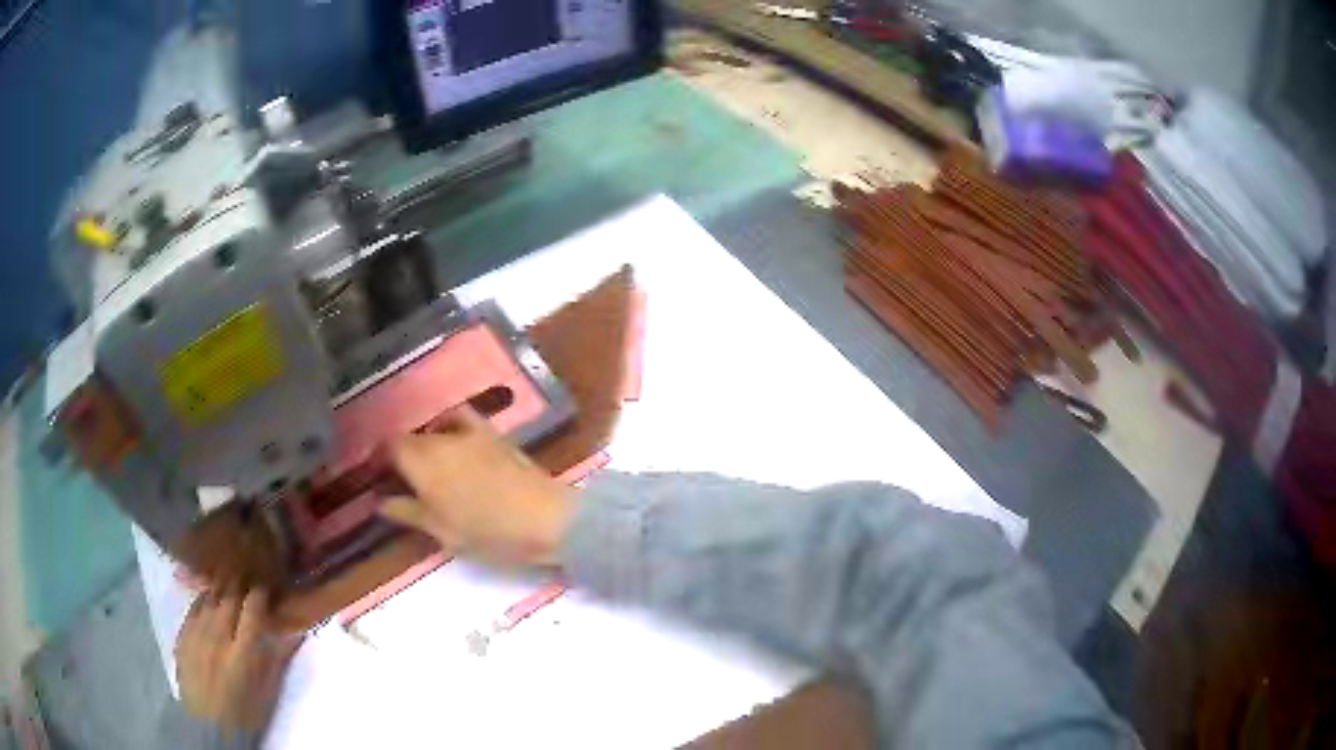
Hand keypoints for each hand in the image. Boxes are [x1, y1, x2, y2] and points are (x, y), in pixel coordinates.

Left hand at [175, 590, 300, 735]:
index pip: (253, 607)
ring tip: (230, 589)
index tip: (267, 589)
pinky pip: (194, 606)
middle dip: (241, 586)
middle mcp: (218, 636)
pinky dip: (205, 600)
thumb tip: (296, 631)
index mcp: (244, 653)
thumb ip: (279, 658)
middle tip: (249, 585)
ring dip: (223, 589)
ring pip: (210, 595)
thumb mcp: (269, 691)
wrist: (209, 726)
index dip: (261, 593)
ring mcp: (197, 633)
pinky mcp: (182, 634)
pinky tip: (210, 602)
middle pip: (230, 595)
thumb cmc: (246, 713)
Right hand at [379, 408, 574, 565]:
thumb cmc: (489, 532)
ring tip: (427, 465)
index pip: (389, 446)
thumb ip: (407, 512)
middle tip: (403, 480)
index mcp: (422, 462)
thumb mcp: (442, 531)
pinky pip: (462, 418)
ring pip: (434, 429)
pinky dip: (450, 424)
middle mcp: (441, 438)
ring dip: (425, 442)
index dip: (380, 459)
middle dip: (402, 454)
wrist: (544, 518)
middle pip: (411, 437)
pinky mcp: (493, 433)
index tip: (379, 476)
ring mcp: (469, 431)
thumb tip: (379, 502)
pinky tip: (454, 440)